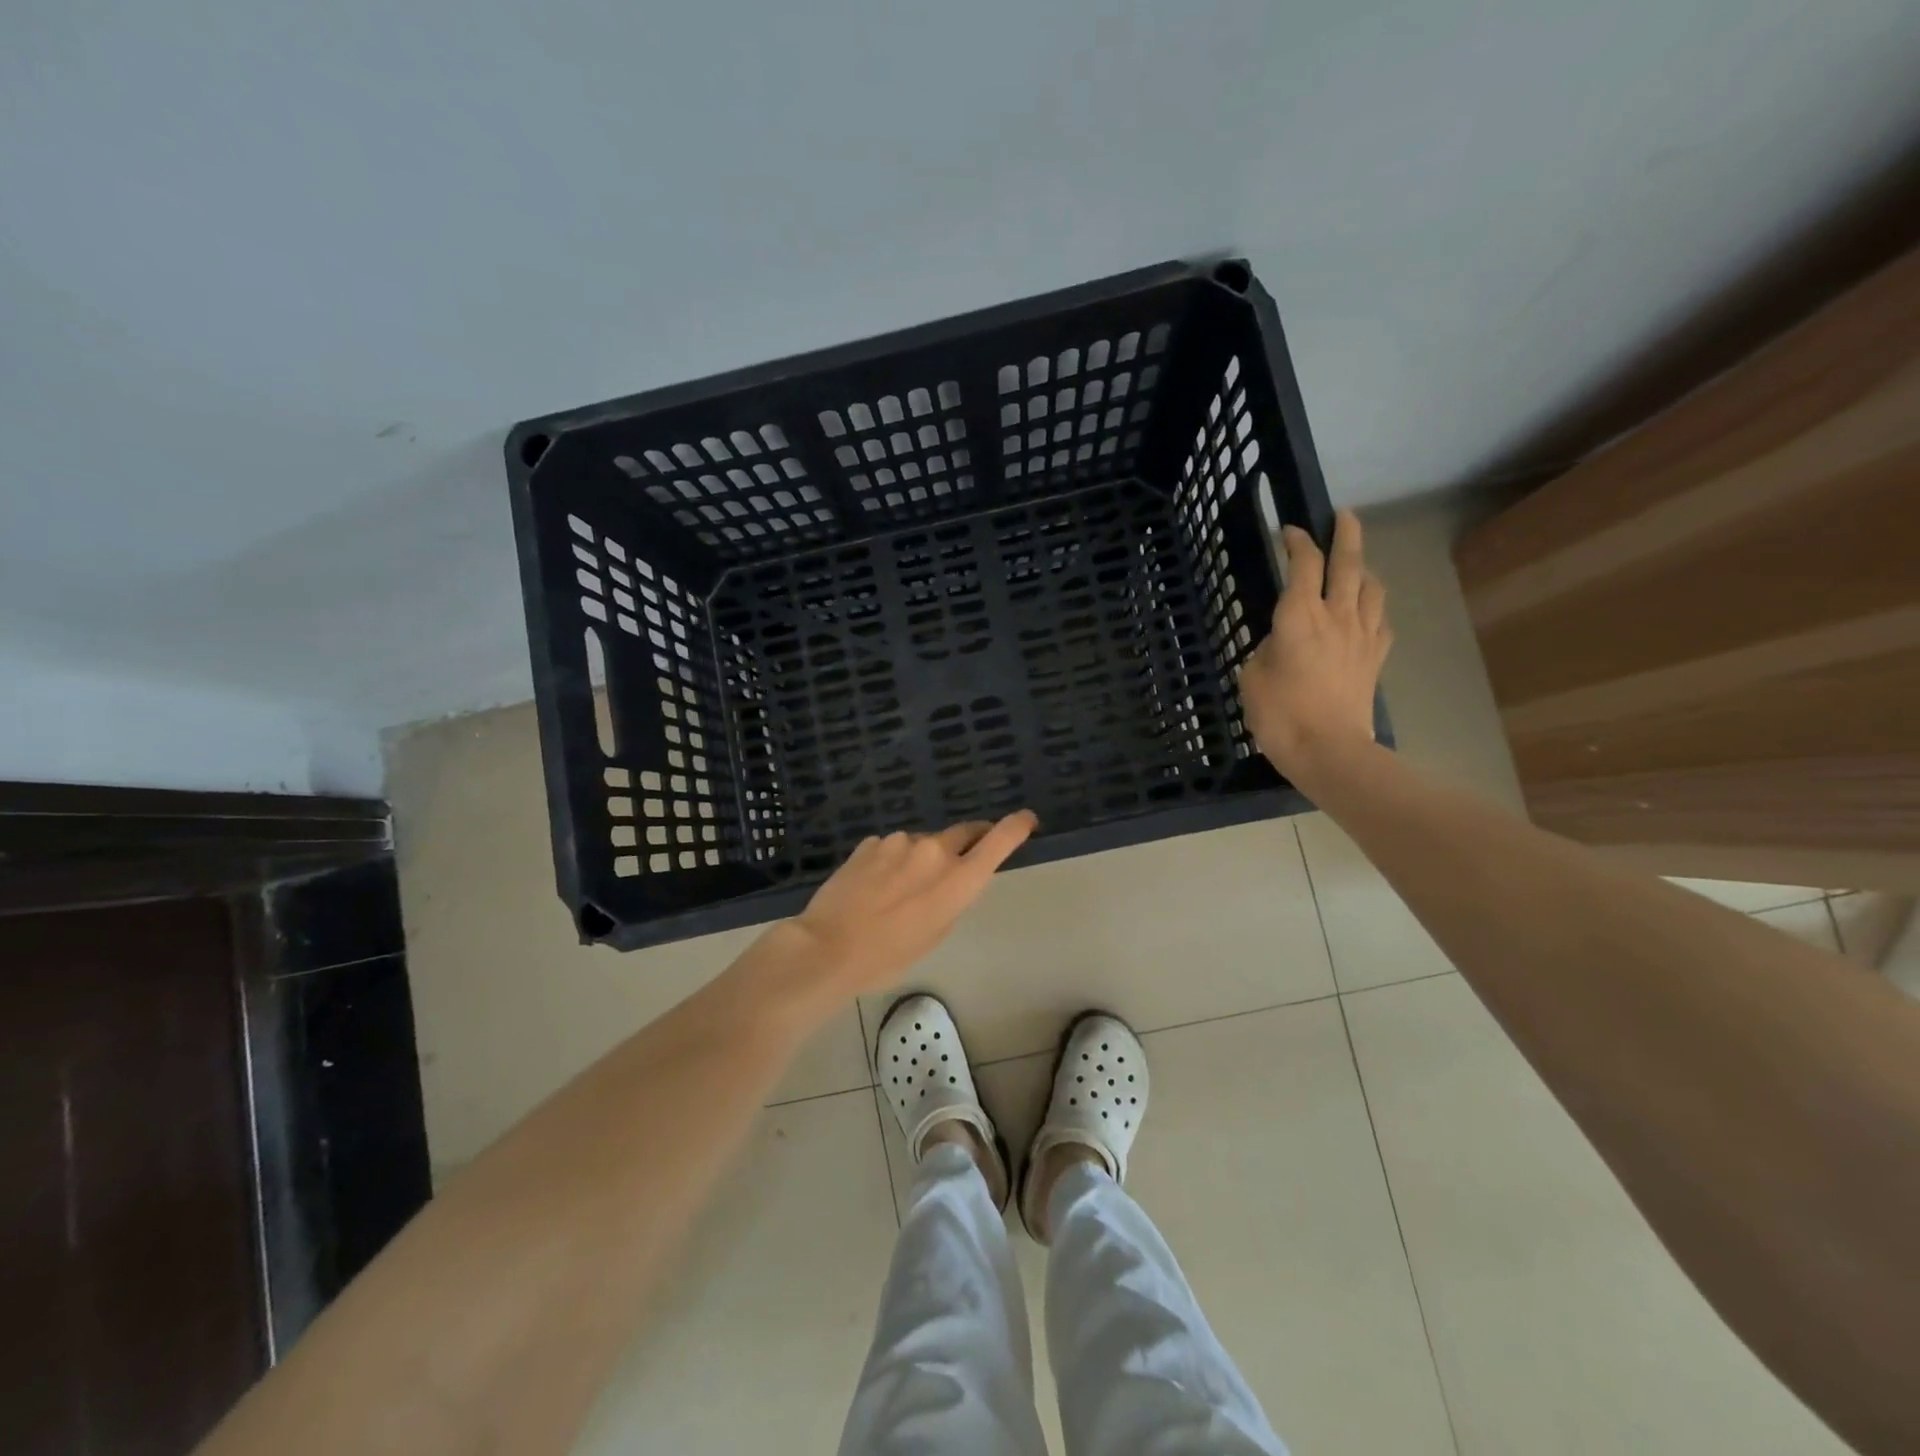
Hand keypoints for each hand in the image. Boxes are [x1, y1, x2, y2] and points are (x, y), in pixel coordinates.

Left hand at [783, 812, 1038, 997]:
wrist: (829, 946)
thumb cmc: (890, 955)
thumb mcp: (936, 932)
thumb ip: (952, 897)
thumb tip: (951, 878)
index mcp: (958, 878)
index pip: (999, 840)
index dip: (1017, 826)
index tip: (1027, 819)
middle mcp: (934, 850)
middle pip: (963, 833)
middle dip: (967, 842)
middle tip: (959, 860)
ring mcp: (900, 842)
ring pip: (922, 843)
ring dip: (921, 858)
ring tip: (898, 890)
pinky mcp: (871, 842)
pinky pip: (892, 847)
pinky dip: (892, 861)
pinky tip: (873, 885)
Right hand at [1238, 509, 1391, 779]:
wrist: (1329, 750)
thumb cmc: (1280, 714)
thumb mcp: (1251, 678)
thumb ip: (1265, 650)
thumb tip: (1280, 642)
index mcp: (1299, 615)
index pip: (1304, 564)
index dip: (1297, 541)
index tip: (1289, 531)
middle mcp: (1336, 615)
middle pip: (1348, 563)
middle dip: (1347, 533)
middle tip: (1344, 515)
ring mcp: (1362, 635)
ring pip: (1371, 587)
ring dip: (1365, 568)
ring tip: (1357, 564)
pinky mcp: (1375, 658)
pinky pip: (1381, 621)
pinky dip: (1374, 608)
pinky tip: (1367, 612)